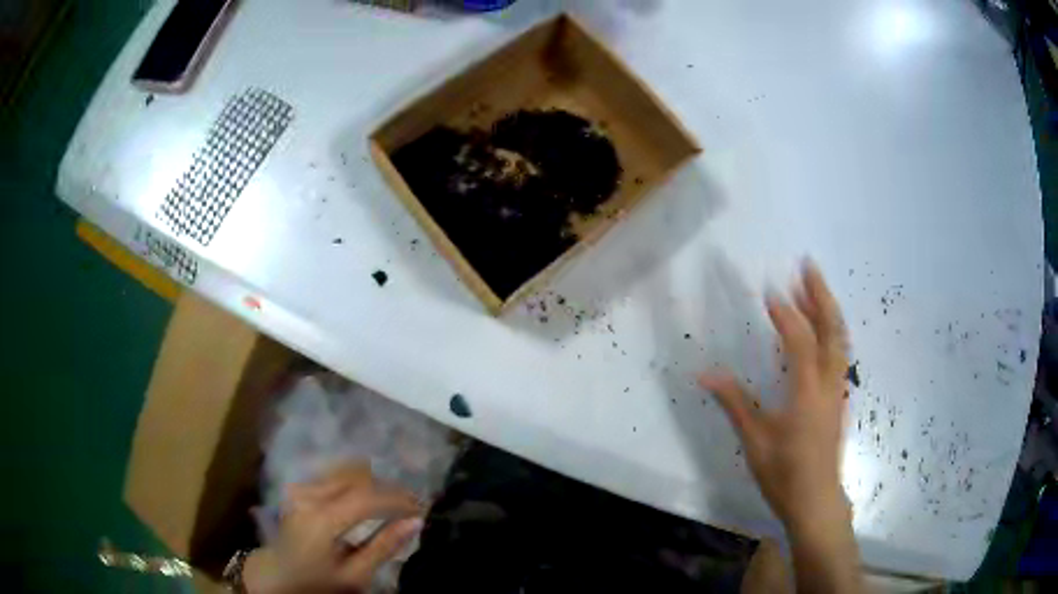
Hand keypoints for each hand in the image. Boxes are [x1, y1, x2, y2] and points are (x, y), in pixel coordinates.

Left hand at [244, 463, 423, 593]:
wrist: (277, 575)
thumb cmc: (317, 581)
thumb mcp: (354, 575)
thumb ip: (383, 547)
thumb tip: (415, 522)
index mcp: (322, 519)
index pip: (367, 497)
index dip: (398, 499)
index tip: (421, 507)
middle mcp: (309, 495)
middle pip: (357, 476)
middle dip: (388, 488)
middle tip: (410, 504)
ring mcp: (301, 488)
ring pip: (345, 470)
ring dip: (372, 482)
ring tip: (391, 501)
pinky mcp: (298, 488)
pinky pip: (333, 475)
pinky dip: (355, 481)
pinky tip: (367, 497)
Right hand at [699, 261, 849, 532]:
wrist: (816, 500)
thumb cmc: (784, 473)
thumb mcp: (755, 441)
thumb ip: (735, 403)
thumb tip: (706, 373)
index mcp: (807, 393)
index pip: (800, 342)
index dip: (786, 314)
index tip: (770, 291)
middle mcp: (828, 384)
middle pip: (833, 330)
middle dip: (821, 295)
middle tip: (808, 265)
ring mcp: (837, 390)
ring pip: (840, 340)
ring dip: (827, 309)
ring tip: (811, 286)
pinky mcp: (838, 398)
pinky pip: (839, 354)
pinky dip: (831, 330)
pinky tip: (820, 328)